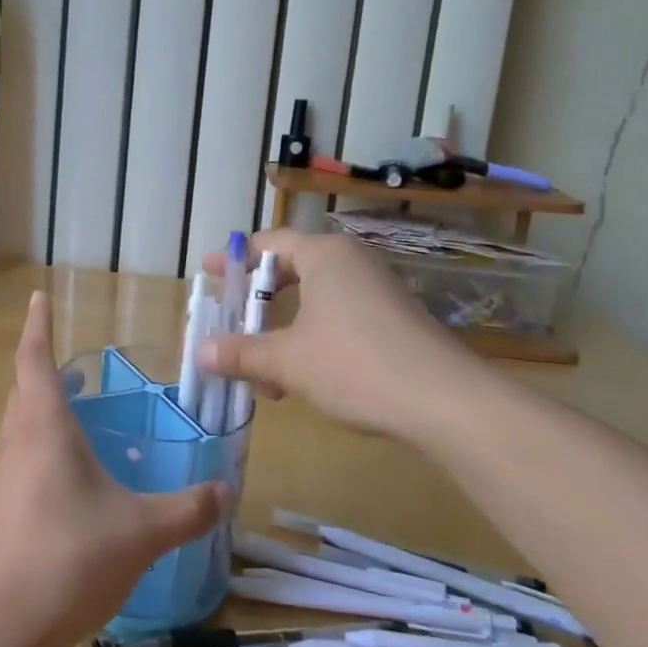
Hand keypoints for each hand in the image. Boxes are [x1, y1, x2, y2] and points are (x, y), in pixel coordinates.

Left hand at [0, 292, 228, 646]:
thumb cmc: (68, 559)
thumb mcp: (140, 532)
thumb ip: (186, 511)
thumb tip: (226, 490)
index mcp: (44, 430)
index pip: (34, 360)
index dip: (37, 326)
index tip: (36, 296)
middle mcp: (14, 445)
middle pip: (22, 391)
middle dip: (42, 369)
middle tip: (70, 366)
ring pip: (17, 430)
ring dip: (39, 413)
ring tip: (73, 420)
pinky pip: (16, 465)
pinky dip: (37, 453)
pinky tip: (64, 486)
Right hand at [199, 229, 489, 443]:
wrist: (447, 402)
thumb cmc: (356, 364)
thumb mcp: (288, 360)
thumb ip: (241, 353)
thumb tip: (200, 352)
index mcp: (324, 255)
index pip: (268, 244)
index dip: (234, 260)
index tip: (209, 274)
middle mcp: (351, 263)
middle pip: (290, 272)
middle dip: (257, 305)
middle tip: (231, 325)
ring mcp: (376, 291)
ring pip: (314, 302)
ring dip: (282, 333)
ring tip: (263, 373)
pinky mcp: (393, 320)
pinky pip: (338, 319)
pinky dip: (311, 341)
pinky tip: (302, 381)